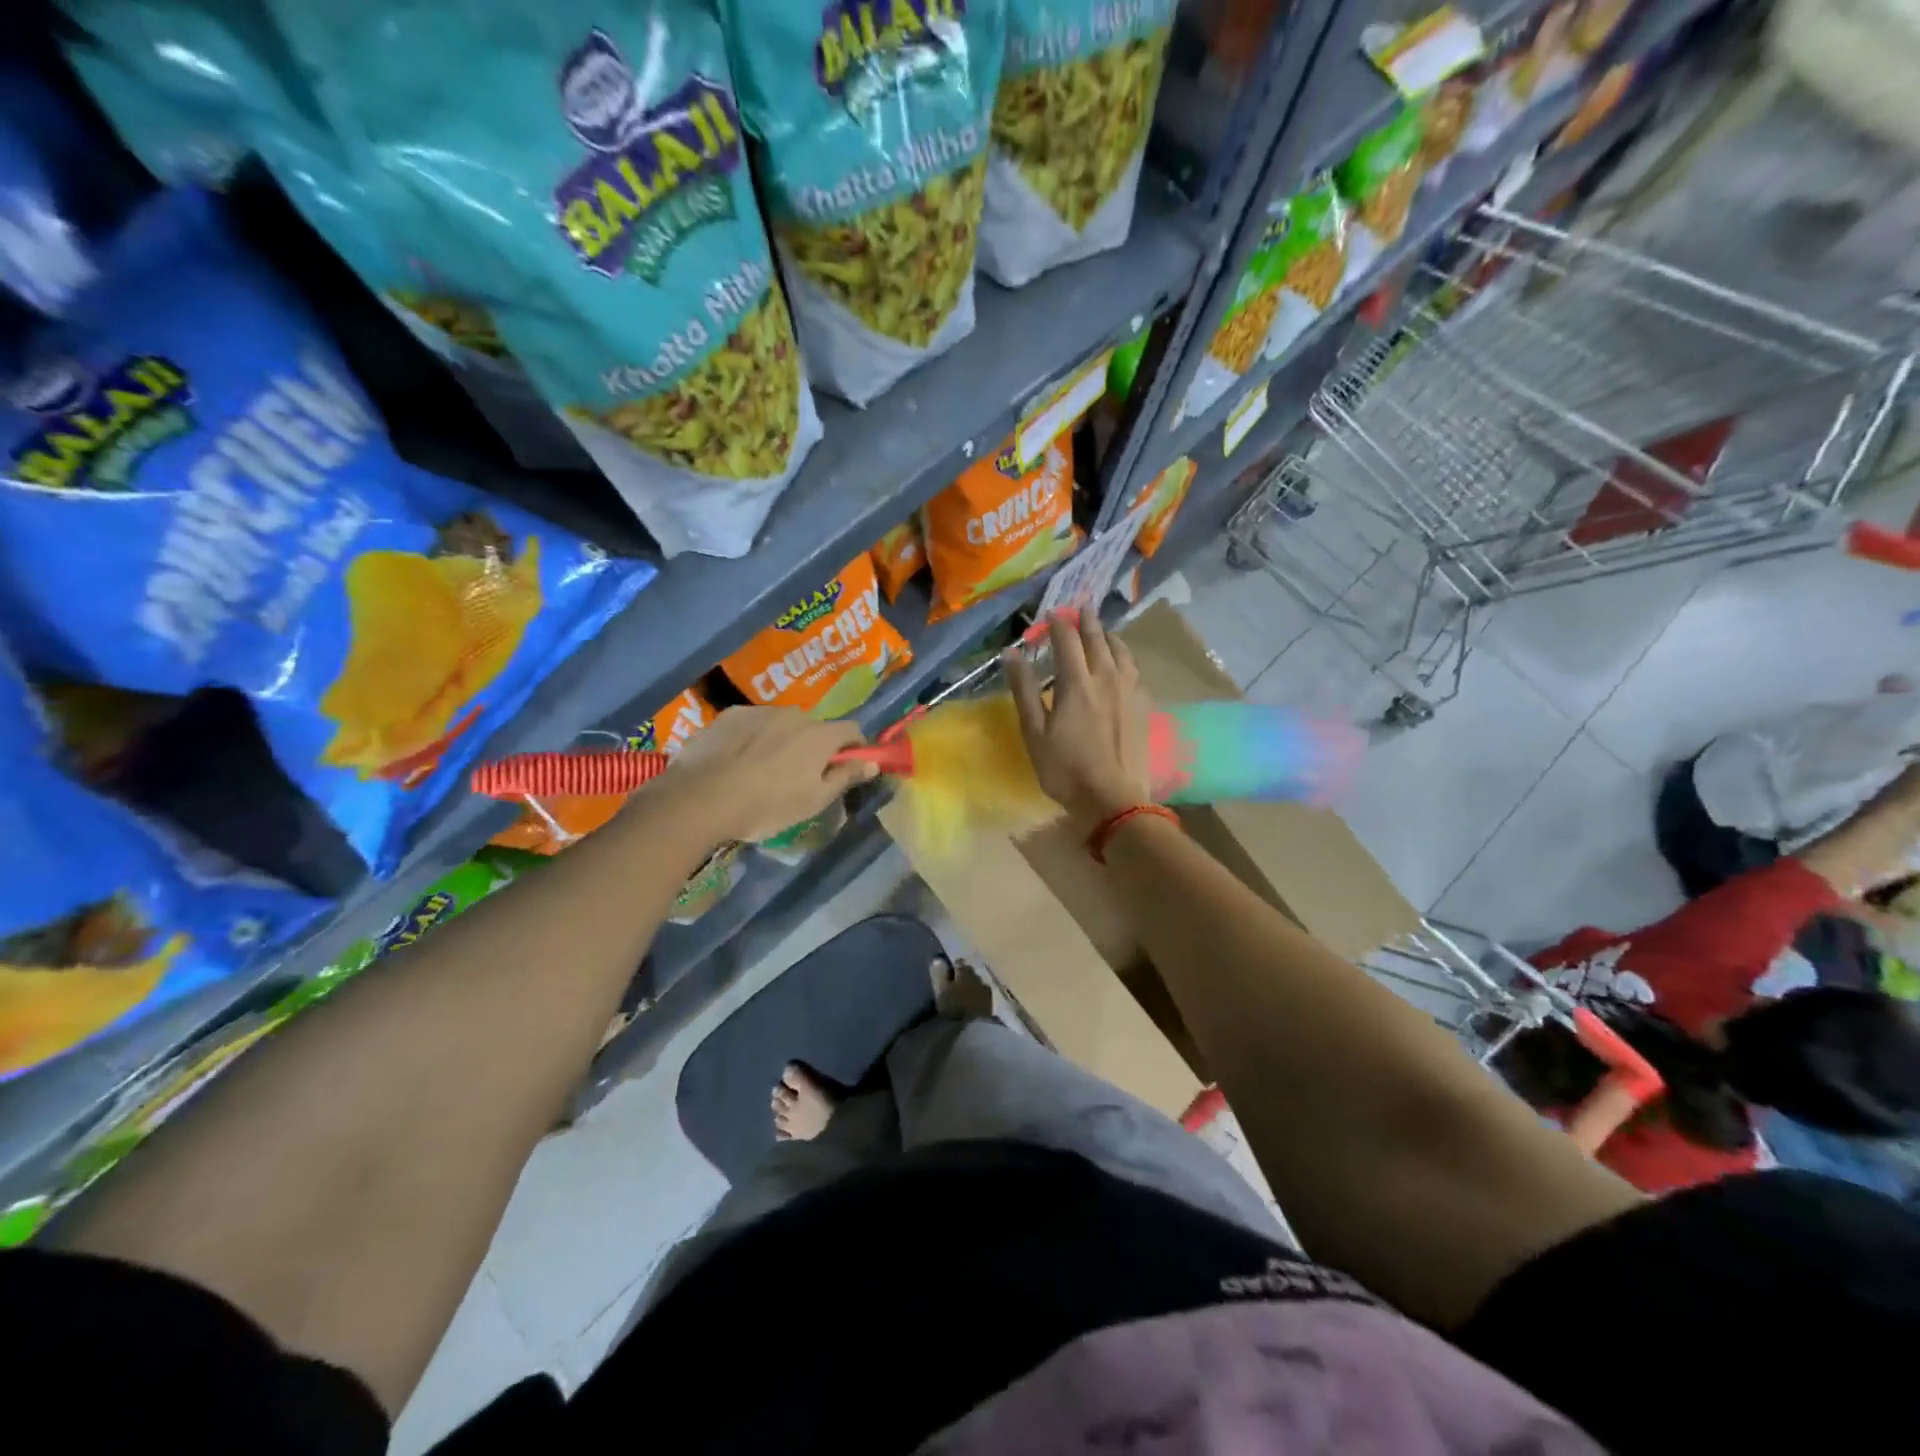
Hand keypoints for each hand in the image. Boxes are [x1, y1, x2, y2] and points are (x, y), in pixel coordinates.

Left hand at [663, 707, 877, 843]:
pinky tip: (737, 762)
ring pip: (782, 725)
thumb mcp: (814, 800)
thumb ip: (846, 777)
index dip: (855, 748)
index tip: (847, 767)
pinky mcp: (730, 715)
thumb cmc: (768, 805)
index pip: (852, 729)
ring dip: (782, 741)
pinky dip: (753, 738)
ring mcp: (760, 711)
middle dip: (814, 747)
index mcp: (820, 735)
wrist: (702, 797)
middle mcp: (795, 714)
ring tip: (763, 770)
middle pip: (815, 728)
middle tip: (800, 777)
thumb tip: (872, 763)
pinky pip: (753, 724)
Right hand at [1004, 611, 1152, 834]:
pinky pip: (1134, 669)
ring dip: (1109, 636)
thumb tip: (1011, 654)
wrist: (1115, 800)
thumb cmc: (1066, 770)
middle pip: (1098, 639)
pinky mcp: (1143, 705)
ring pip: (1121, 651)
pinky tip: (1122, 664)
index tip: (1051, 613)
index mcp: (1077, 683)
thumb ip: (1024, 690)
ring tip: (1102, 630)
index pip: (1067, 640)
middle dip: (1087, 621)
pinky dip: (1124, 657)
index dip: (1058, 623)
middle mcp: (1106, 677)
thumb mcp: (1035, 733)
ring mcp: (1129, 690)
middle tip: (1080, 607)